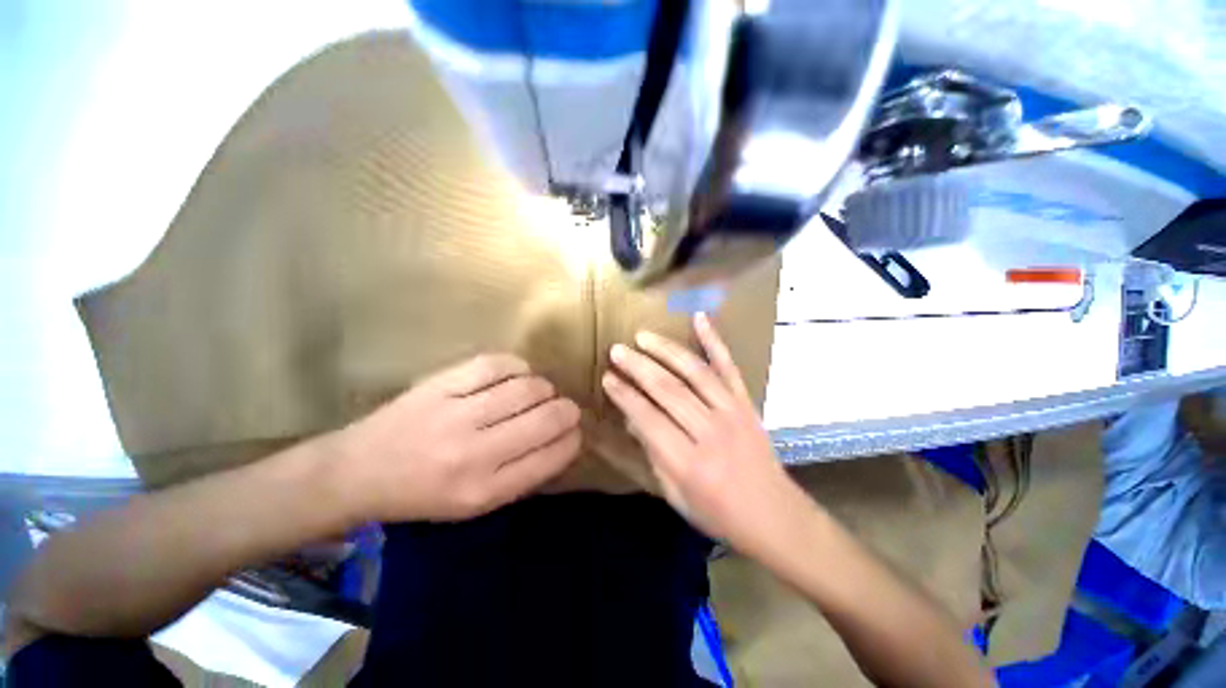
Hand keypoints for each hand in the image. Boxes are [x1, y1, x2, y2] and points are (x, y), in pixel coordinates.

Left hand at [338, 354, 581, 521]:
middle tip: (565, 409)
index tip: (574, 432)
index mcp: (485, 491)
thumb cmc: (423, 494)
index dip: (573, 439)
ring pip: (528, 388)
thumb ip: (523, 474)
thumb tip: (563, 439)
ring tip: (539, 393)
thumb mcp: (477, 505)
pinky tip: (517, 376)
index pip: (552, 456)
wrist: (358, 471)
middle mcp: (475, 454)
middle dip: (568, 411)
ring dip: (545, 388)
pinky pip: (498, 365)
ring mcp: (457, 414)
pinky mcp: (442, 385)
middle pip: (547, 418)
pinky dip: (518, 367)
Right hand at [602, 314, 811, 553]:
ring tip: (642, 336)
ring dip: (665, 350)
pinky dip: (714, 340)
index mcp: (688, 463)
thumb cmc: (718, 513)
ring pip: (694, 372)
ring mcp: (732, 412)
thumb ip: (653, 453)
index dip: (625, 395)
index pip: (648, 418)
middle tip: (616, 350)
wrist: (774, 516)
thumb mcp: (675, 495)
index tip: (607, 377)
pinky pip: (729, 366)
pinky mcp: (746, 402)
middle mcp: (710, 432)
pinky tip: (699, 318)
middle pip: (668, 390)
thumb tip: (632, 415)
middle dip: (638, 367)